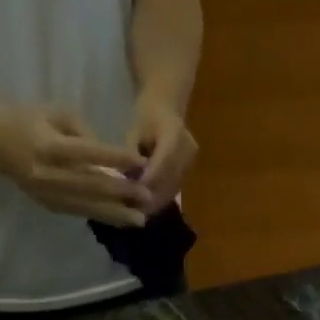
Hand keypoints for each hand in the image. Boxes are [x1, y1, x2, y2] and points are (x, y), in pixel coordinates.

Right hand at [0, 102, 149, 226]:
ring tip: (139, 220)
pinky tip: (119, 221)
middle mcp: (48, 174)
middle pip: (91, 185)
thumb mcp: (55, 113)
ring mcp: (47, 193)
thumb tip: (111, 159)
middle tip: (147, 197)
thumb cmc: (26, 119)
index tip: (140, 162)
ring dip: (115, 214)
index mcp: (49, 145)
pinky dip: (100, 216)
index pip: (88, 153)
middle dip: (121, 193)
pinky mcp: (48, 205)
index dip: (116, 157)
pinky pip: (78, 212)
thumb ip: (85, 133)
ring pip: (87, 206)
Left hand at [126, 93, 197, 212]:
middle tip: (133, 211)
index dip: (149, 180)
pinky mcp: (190, 170)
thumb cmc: (146, 115)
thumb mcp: (134, 130)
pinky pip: (175, 188)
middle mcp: (187, 149)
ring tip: (138, 212)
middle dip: (151, 197)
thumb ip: (132, 153)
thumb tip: (129, 179)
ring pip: (173, 188)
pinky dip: (161, 198)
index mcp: (174, 133)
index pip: (162, 162)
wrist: (166, 107)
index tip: (133, 194)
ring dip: (156, 201)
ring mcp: (191, 161)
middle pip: (170, 179)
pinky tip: (148, 206)